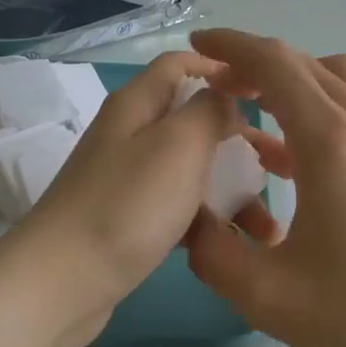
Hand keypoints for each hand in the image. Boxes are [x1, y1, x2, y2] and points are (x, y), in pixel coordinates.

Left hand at [15, 50, 249, 346]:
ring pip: (195, 169)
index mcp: (139, 104)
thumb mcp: (179, 144)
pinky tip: (237, 245)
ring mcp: (130, 178)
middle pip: (196, 120)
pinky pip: (181, 207)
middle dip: (244, 139)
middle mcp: (133, 133)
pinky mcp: (131, 218)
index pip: (182, 63)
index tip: (267, 92)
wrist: (61, 283)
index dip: (223, 68)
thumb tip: (225, 99)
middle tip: (284, 165)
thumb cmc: (128, 203)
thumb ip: (210, 110)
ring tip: (270, 227)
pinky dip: (210, 220)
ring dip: (235, 189)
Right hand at [183, 29, 345, 346]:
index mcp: (329, 139)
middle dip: (256, 65)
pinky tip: (328, 141)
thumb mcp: (268, 296)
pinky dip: (340, 100)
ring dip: (301, 79)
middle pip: (305, 64)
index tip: (198, 45)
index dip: (231, 45)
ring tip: (270, 112)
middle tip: (221, 90)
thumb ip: (213, 254)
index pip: (274, 63)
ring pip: (344, 76)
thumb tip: (190, 223)